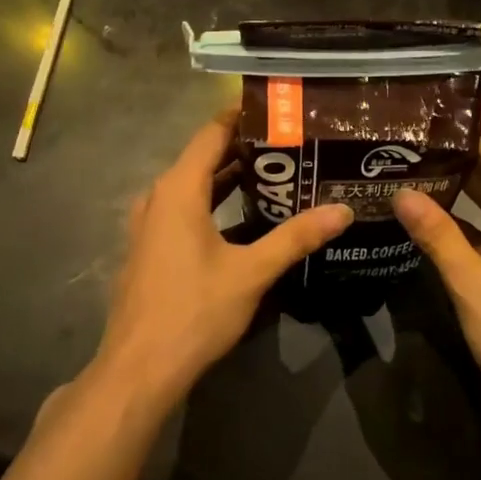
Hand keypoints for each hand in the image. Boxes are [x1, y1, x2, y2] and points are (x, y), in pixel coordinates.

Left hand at [92, 110, 351, 408]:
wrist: (138, 369)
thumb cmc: (193, 311)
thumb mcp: (251, 272)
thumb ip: (296, 237)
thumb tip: (342, 211)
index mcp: (178, 190)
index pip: (211, 133)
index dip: (242, 117)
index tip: (278, 110)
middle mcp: (159, 198)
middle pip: (203, 157)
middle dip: (244, 149)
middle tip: (290, 143)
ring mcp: (150, 225)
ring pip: (194, 187)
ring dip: (229, 178)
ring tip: (275, 173)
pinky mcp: (151, 249)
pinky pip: (185, 210)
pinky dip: (214, 203)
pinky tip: (244, 217)